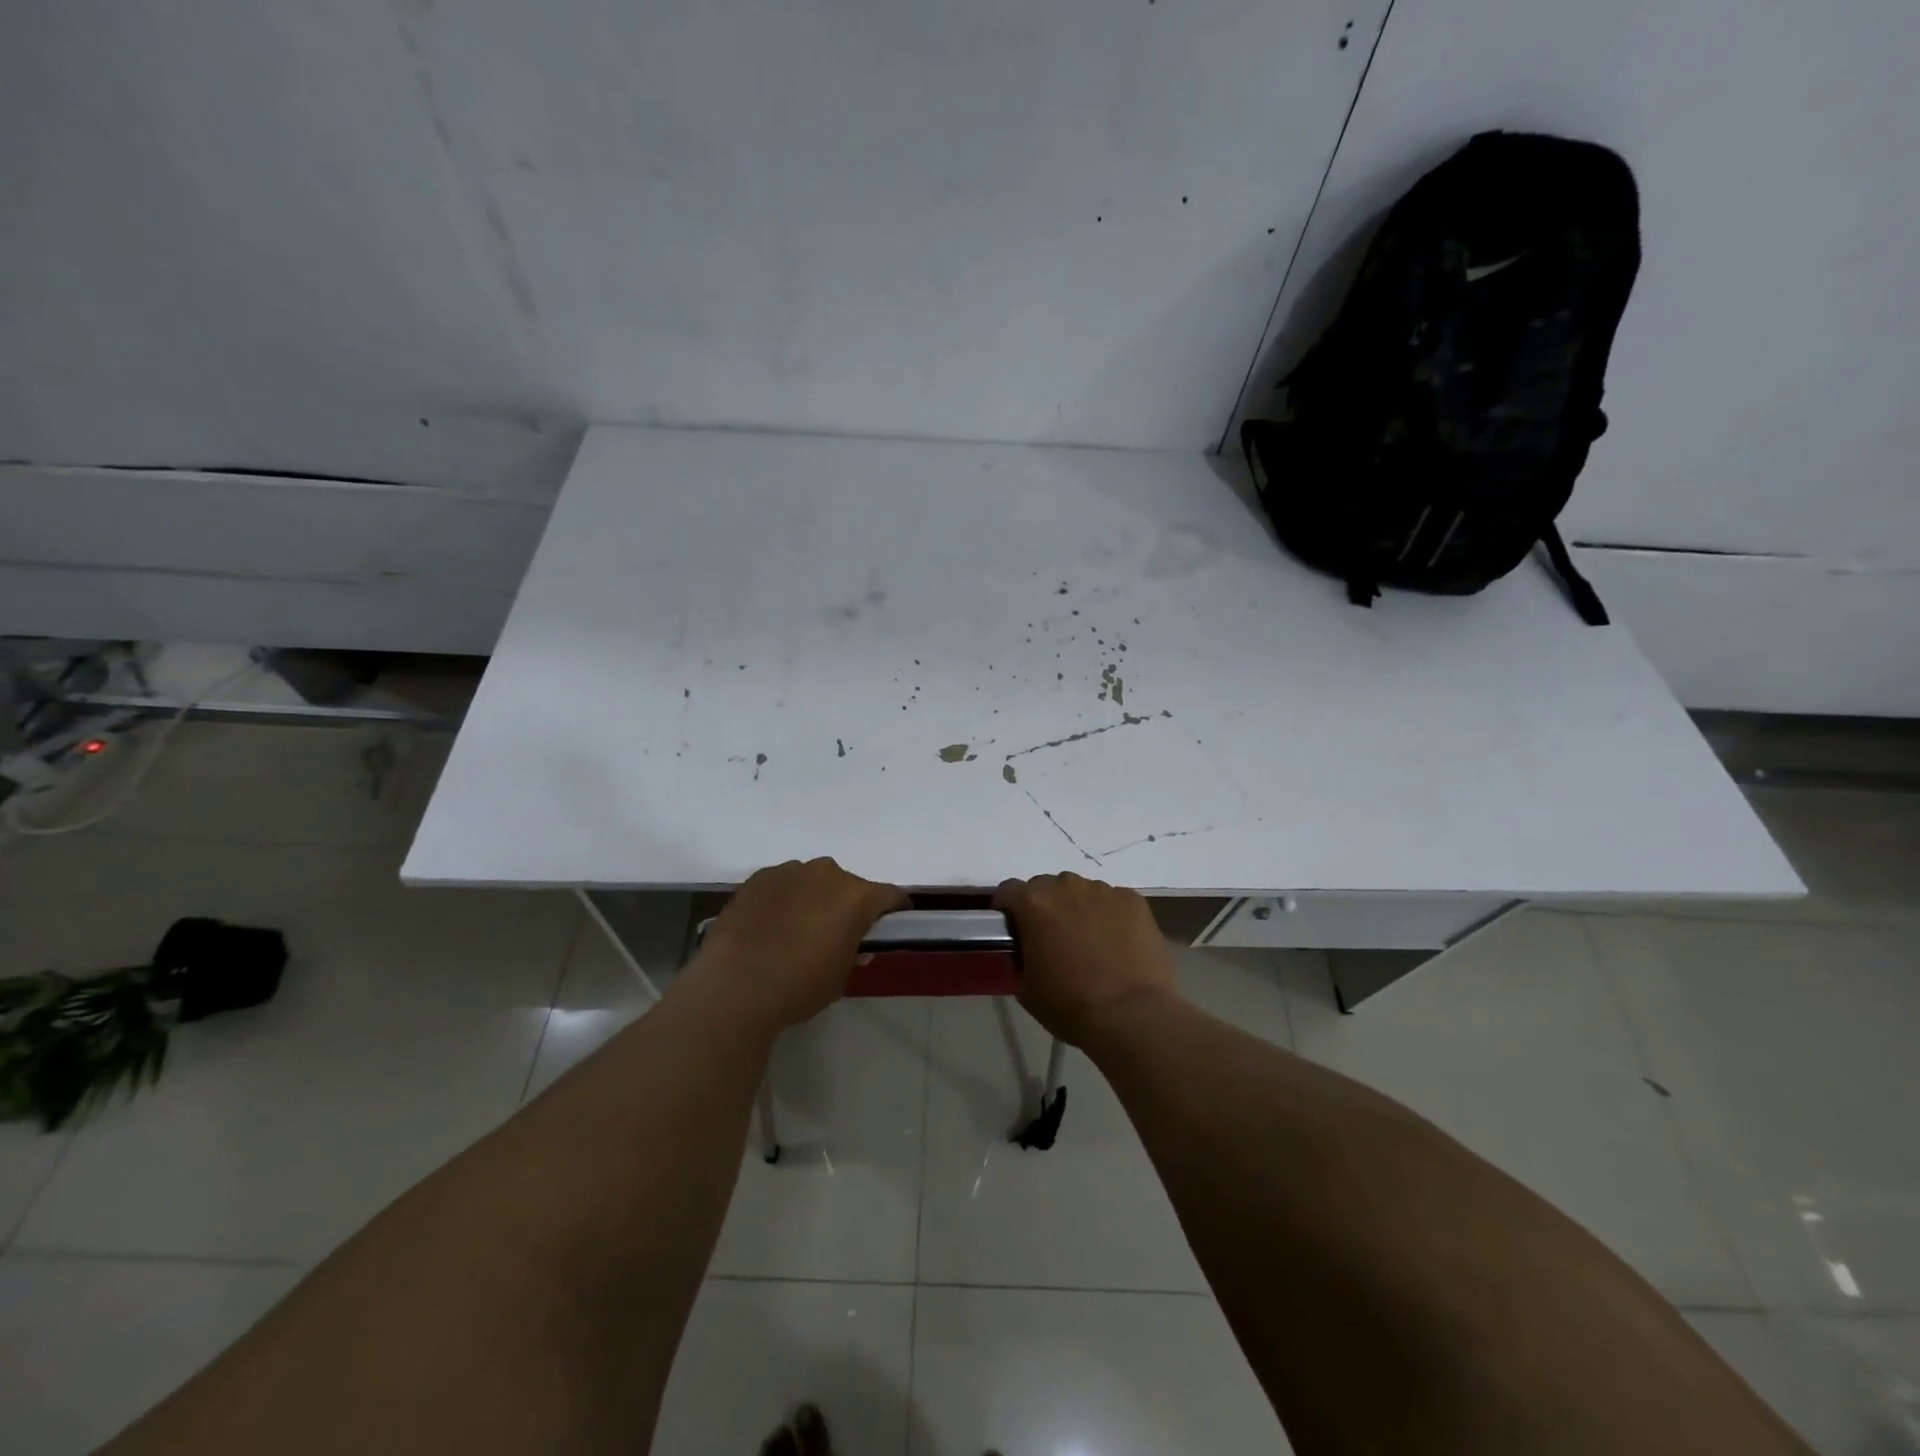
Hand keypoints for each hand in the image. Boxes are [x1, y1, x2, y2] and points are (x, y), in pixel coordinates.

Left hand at [693, 858, 907, 1031]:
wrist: (734, 986)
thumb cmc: (798, 986)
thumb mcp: (841, 976)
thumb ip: (854, 951)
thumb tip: (854, 941)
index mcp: (856, 896)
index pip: (890, 896)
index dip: (894, 911)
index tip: (890, 926)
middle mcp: (827, 873)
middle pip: (849, 885)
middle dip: (848, 904)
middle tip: (836, 933)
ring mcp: (790, 871)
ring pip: (814, 881)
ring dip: (814, 898)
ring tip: (797, 928)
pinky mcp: (759, 877)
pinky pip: (783, 884)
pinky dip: (785, 898)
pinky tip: (770, 924)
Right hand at [994, 872, 1178, 1045]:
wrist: (1132, 1016)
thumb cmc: (1070, 1005)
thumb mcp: (1026, 987)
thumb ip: (1021, 956)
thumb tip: (1029, 951)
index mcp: (1033, 903)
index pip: (1008, 891)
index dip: (1008, 910)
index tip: (1014, 931)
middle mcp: (1066, 886)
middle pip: (1047, 887)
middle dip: (1046, 908)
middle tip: (1054, 940)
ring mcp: (1103, 890)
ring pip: (1082, 893)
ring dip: (1079, 910)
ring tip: (1091, 943)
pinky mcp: (1133, 900)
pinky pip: (1113, 902)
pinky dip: (1110, 917)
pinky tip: (1118, 945)